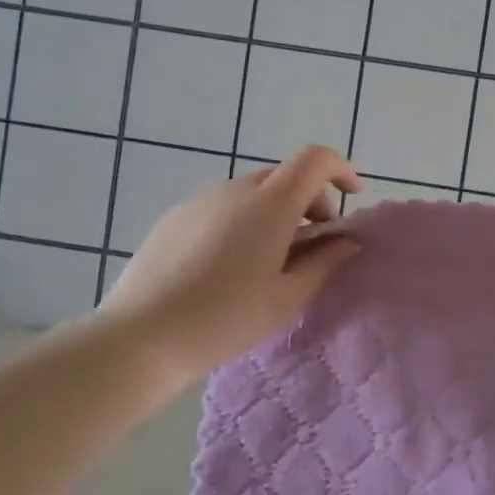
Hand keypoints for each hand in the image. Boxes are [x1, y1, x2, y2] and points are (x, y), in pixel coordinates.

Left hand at [99, 145, 361, 384]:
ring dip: (275, 211)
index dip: (341, 169)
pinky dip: (243, 219)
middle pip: (286, 175)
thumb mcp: (286, 298)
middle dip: (310, 200)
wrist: (142, 336)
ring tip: (270, 259)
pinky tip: (229, 264)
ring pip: (253, 191)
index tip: (353, 196)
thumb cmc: (226, 318)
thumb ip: (324, 263)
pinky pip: (223, 205)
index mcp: (271, 203)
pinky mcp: (176, 215)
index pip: (316, 159)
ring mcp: (202, 198)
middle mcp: (237, 188)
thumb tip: (348, 243)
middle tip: (314, 244)